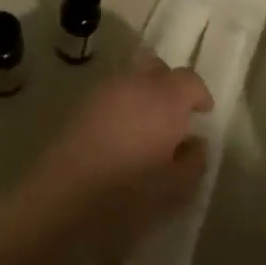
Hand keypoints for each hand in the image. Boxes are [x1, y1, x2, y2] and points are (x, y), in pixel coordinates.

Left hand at [24, 58, 213, 264]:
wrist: (62, 197)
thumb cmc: (128, 194)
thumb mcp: (177, 188)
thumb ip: (194, 160)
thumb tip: (194, 143)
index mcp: (165, 98)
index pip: (190, 80)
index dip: (200, 95)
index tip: (203, 114)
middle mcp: (135, 84)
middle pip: (157, 67)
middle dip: (170, 84)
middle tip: (175, 113)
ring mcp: (103, 91)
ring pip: (131, 77)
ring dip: (143, 92)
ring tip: (146, 125)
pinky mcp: (80, 105)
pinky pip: (110, 93)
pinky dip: (121, 103)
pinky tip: (121, 133)